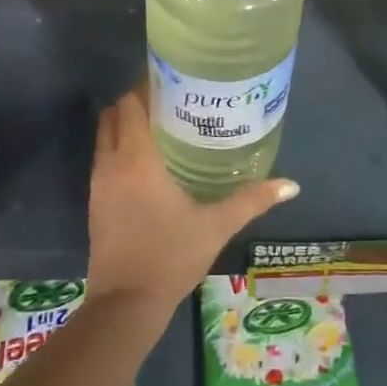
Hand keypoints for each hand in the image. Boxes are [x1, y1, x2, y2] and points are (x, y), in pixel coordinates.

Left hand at [86, 87, 298, 309]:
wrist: (126, 303)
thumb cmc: (171, 256)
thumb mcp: (216, 226)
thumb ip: (252, 200)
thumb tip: (291, 185)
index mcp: (136, 159)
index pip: (130, 104)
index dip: (145, 87)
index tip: (172, 81)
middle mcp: (111, 164)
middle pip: (113, 116)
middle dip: (135, 103)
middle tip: (171, 103)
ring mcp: (98, 184)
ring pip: (105, 138)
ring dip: (125, 127)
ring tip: (163, 128)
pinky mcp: (95, 203)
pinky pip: (104, 160)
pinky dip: (120, 150)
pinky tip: (149, 163)